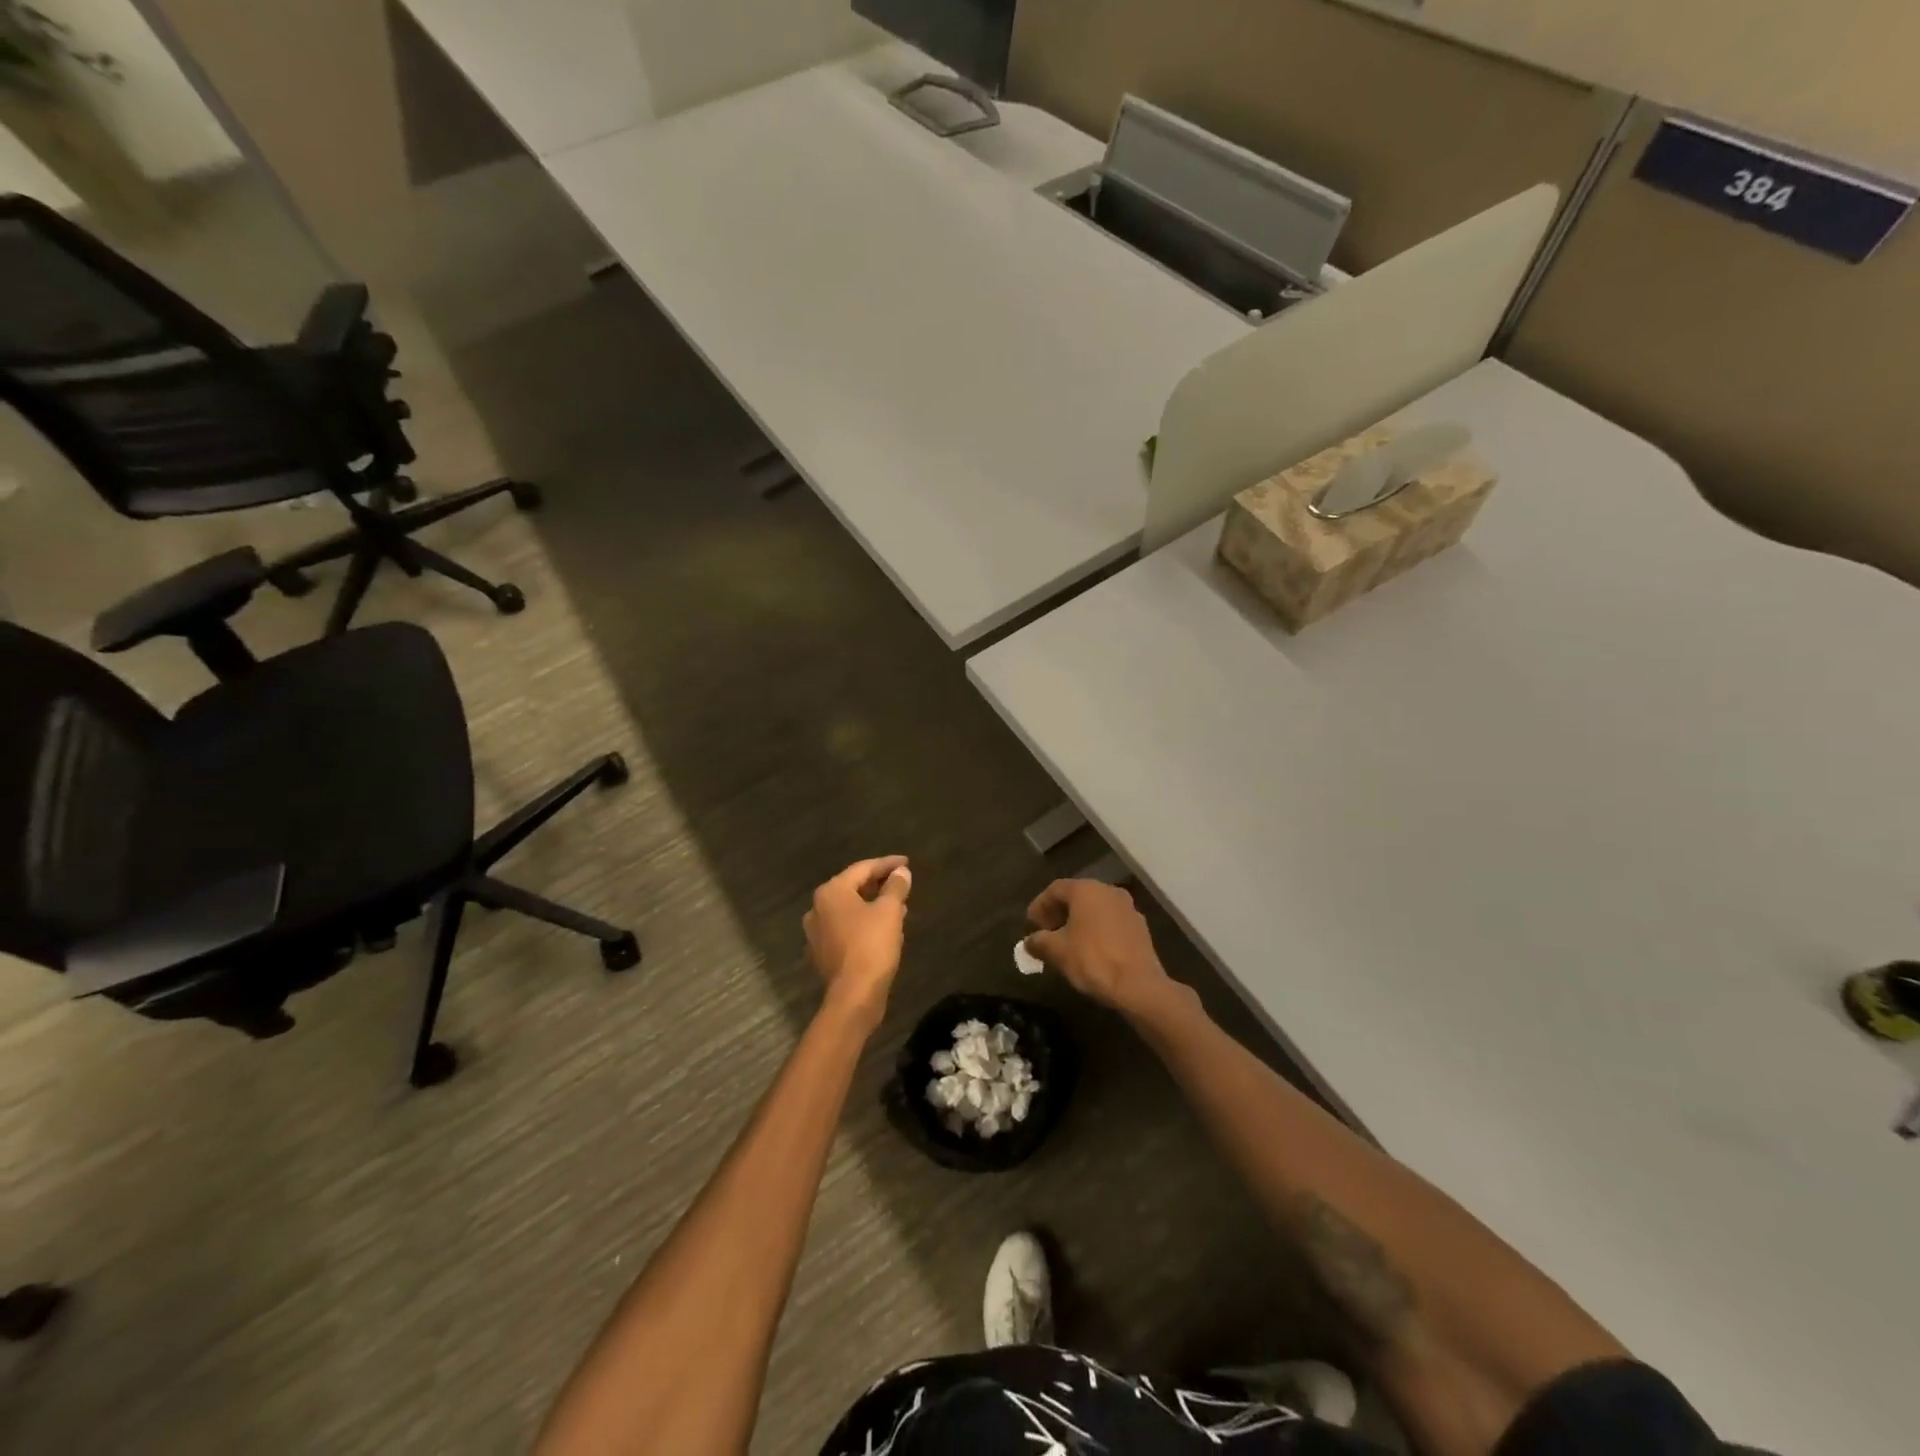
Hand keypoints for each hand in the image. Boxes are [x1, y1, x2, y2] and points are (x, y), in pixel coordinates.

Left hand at [804, 856, 912, 1027]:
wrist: (853, 996)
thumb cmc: (871, 945)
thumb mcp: (890, 911)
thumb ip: (895, 887)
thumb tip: (901, 872)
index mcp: (831, 892)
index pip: (863, 868)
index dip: (887, 864)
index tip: (907, 862)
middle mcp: (817, 908)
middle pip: (853, 888)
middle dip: (879, 885)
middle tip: (901, 883)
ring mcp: (816, 933)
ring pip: (849, 910)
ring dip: (872, 905)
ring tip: (897, 907)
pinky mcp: (822, 953)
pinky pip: (845, 929)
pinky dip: (863, 924)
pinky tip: (882, 931)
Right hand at [1024, 879, 1176, 1016]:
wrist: (1139, 986)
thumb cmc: (1093, 960)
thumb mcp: (1057, 951)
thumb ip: (1039, 941)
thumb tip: (1029, 941)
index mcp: (1086, 890)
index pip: (1055, 889)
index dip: (1039, 906)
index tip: (1030, 925)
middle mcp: (1108, 891)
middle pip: (1077, 896)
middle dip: (1058, 913)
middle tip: (1046, 933)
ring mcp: (1128, 908)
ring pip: (1095, 909)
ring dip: (1078, 922)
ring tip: (1066, 944)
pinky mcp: (1140, 927)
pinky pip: (1110, 922)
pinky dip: (1096, 931)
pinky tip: (1090, 951)